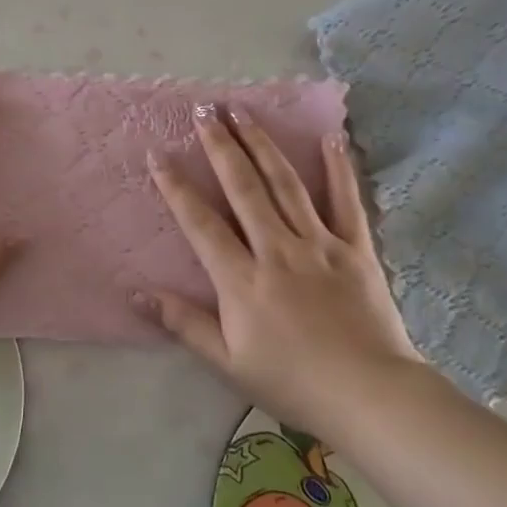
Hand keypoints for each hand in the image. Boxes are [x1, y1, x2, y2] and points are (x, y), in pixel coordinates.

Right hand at [139, 107, 423, 432]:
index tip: (158, 153)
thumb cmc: (293, 382)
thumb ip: (183, 323)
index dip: (176, 186)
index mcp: (242, 279)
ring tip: (243, 111)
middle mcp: (277, 249)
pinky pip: (346, 200)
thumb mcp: (228, 362)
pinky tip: (330, 137)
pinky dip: (338, 168)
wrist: (370, 396)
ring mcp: (319, 244)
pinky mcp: (356, 248)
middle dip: (220, 145)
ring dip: (261, 144)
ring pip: (284, 183)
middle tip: (204, 110)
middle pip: (243, 188)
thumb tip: (136, 293)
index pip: (201, 222)